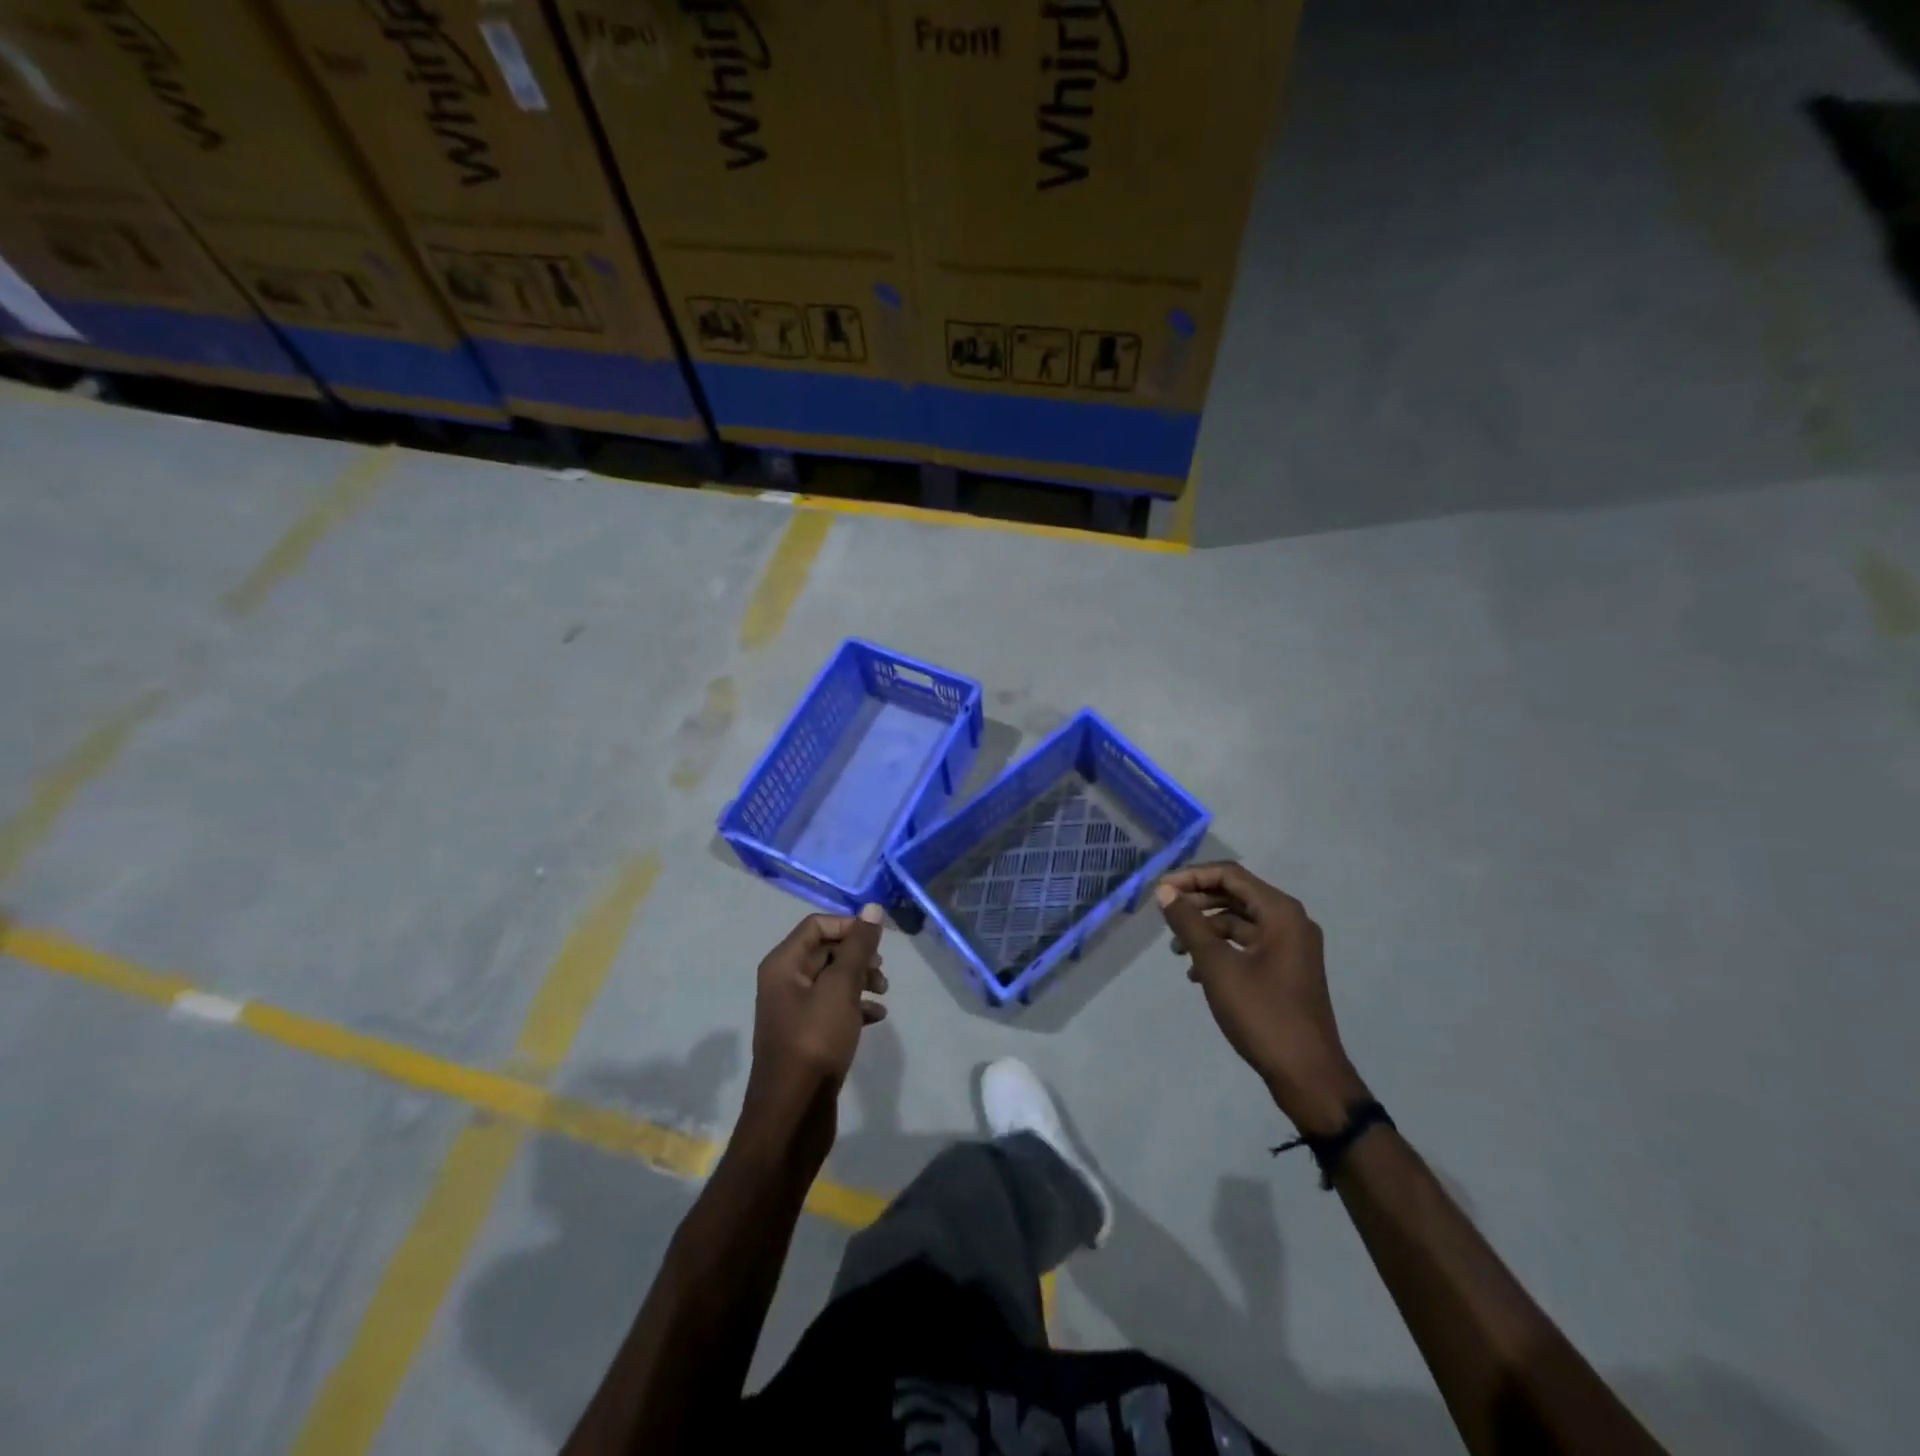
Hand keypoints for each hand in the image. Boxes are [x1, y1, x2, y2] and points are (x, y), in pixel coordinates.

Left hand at [741, 905, 887, 1155]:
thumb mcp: (840, 988)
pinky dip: (855, 1006)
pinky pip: (834, 1007)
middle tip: (881, 973)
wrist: (793, 1114)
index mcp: (783, 964)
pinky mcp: (807, 1035)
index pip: (817, 925)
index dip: (850, 928)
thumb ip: (858, 947)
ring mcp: (794, 1010)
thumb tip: (873, 908)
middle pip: (825, 950)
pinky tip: (876, 1017)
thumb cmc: (815, 1042)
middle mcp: (784, 981)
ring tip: (883, 993)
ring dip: (860, 980)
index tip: (878, 944)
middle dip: (858, 956)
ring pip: (832, 979)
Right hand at [1157, 864, 1368, 1134]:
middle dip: (1197, 902)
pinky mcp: (1286, 969)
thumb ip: (1189, 924)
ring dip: (1205, 928)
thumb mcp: (1217, 966)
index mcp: (1281, 912)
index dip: (1192, 877)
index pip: (1230, 875)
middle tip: (1164, 916)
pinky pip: (1248, 944)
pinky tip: (1196, 972)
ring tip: (1176, 950)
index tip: (1160, 891)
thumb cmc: (1262, 1014)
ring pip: (1240, 921)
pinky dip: (1221, 949)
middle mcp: (1290, 921)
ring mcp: (1290, 947)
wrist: (1307, 1075)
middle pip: (1235, 895)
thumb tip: (1164, 891)